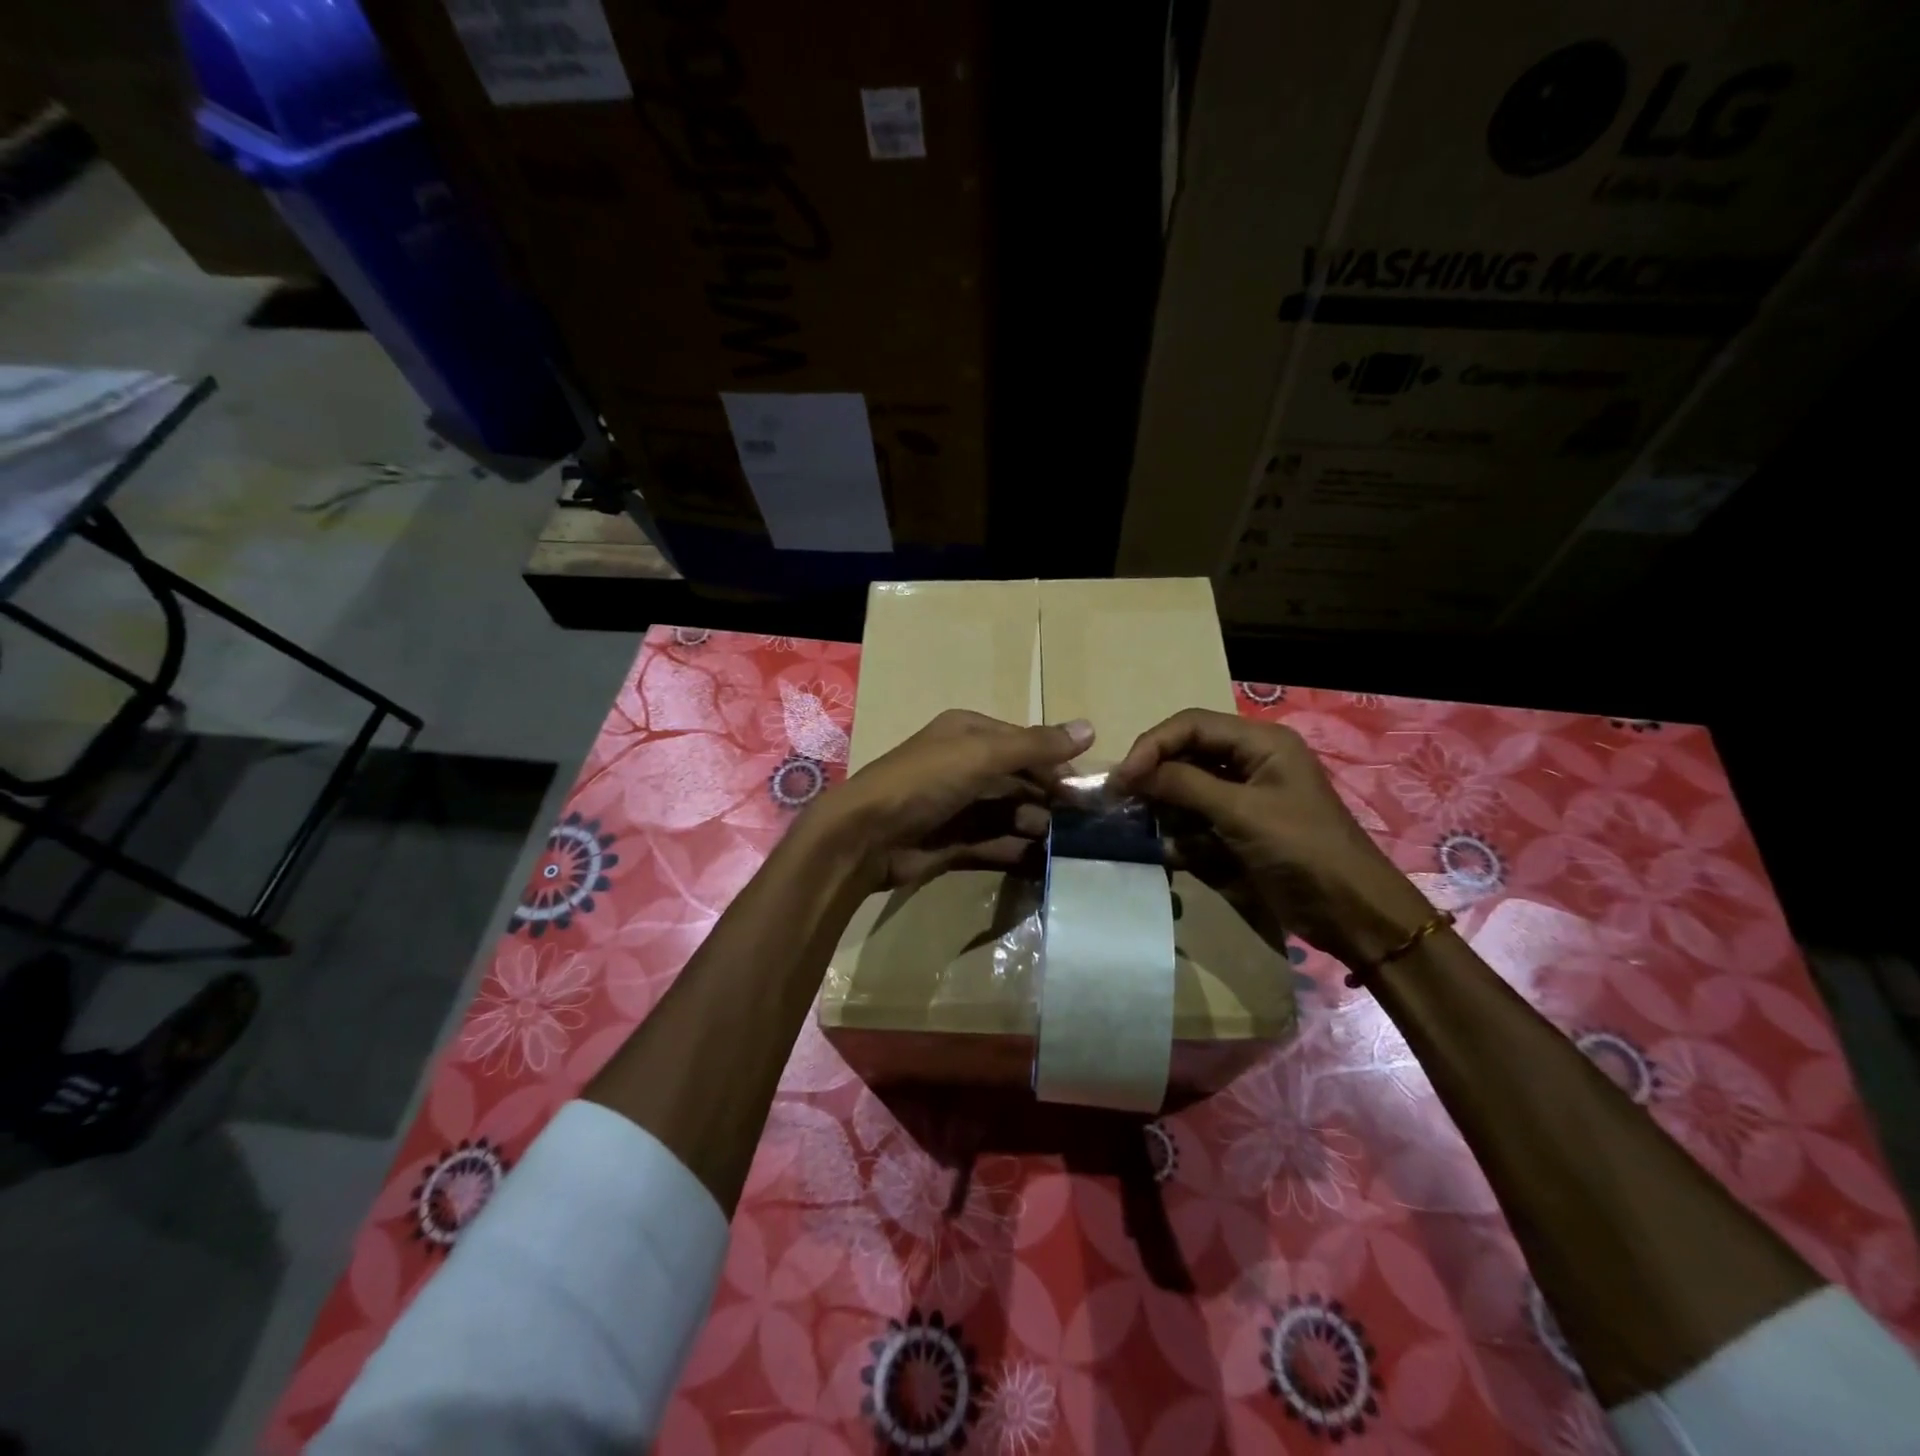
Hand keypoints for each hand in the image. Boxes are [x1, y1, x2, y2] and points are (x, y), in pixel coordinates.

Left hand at [810, 710, 1094, 892]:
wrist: (864, 837)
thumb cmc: (924, 782)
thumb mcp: (981, 754)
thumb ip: (1035, 745)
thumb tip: (1091, 728)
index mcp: (969, 734)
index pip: (1025, 743)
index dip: (1057, 763)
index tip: (1088, 789)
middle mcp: (965, 766)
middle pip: (1020, 780)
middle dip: (1049, 799)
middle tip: (1084, 824)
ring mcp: (959, 806)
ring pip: (1010, 814)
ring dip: (1037, 827)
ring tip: (1064, 845)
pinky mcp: (954, 843)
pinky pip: (995, 844)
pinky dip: (1018, 852)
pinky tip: (1043, 864)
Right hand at [1112, 708, 1433, 968]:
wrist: (1351, 912)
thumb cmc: (1302, 850)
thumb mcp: (1241, 812)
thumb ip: (1185, 785)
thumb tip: (1132, 772)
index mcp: (1261, 742)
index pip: (1191, 725)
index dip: (1152, 745)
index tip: (1122, 777)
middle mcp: (1251, 760)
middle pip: (1187, 752)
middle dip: (1154, 774)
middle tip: (1120, 799)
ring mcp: (1245, 795)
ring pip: (1187, 786)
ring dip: (1164, 805)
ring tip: (1140, 825)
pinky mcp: (1240, 827)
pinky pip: (1197, 817)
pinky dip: (1180, 831)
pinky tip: (1170, 849)